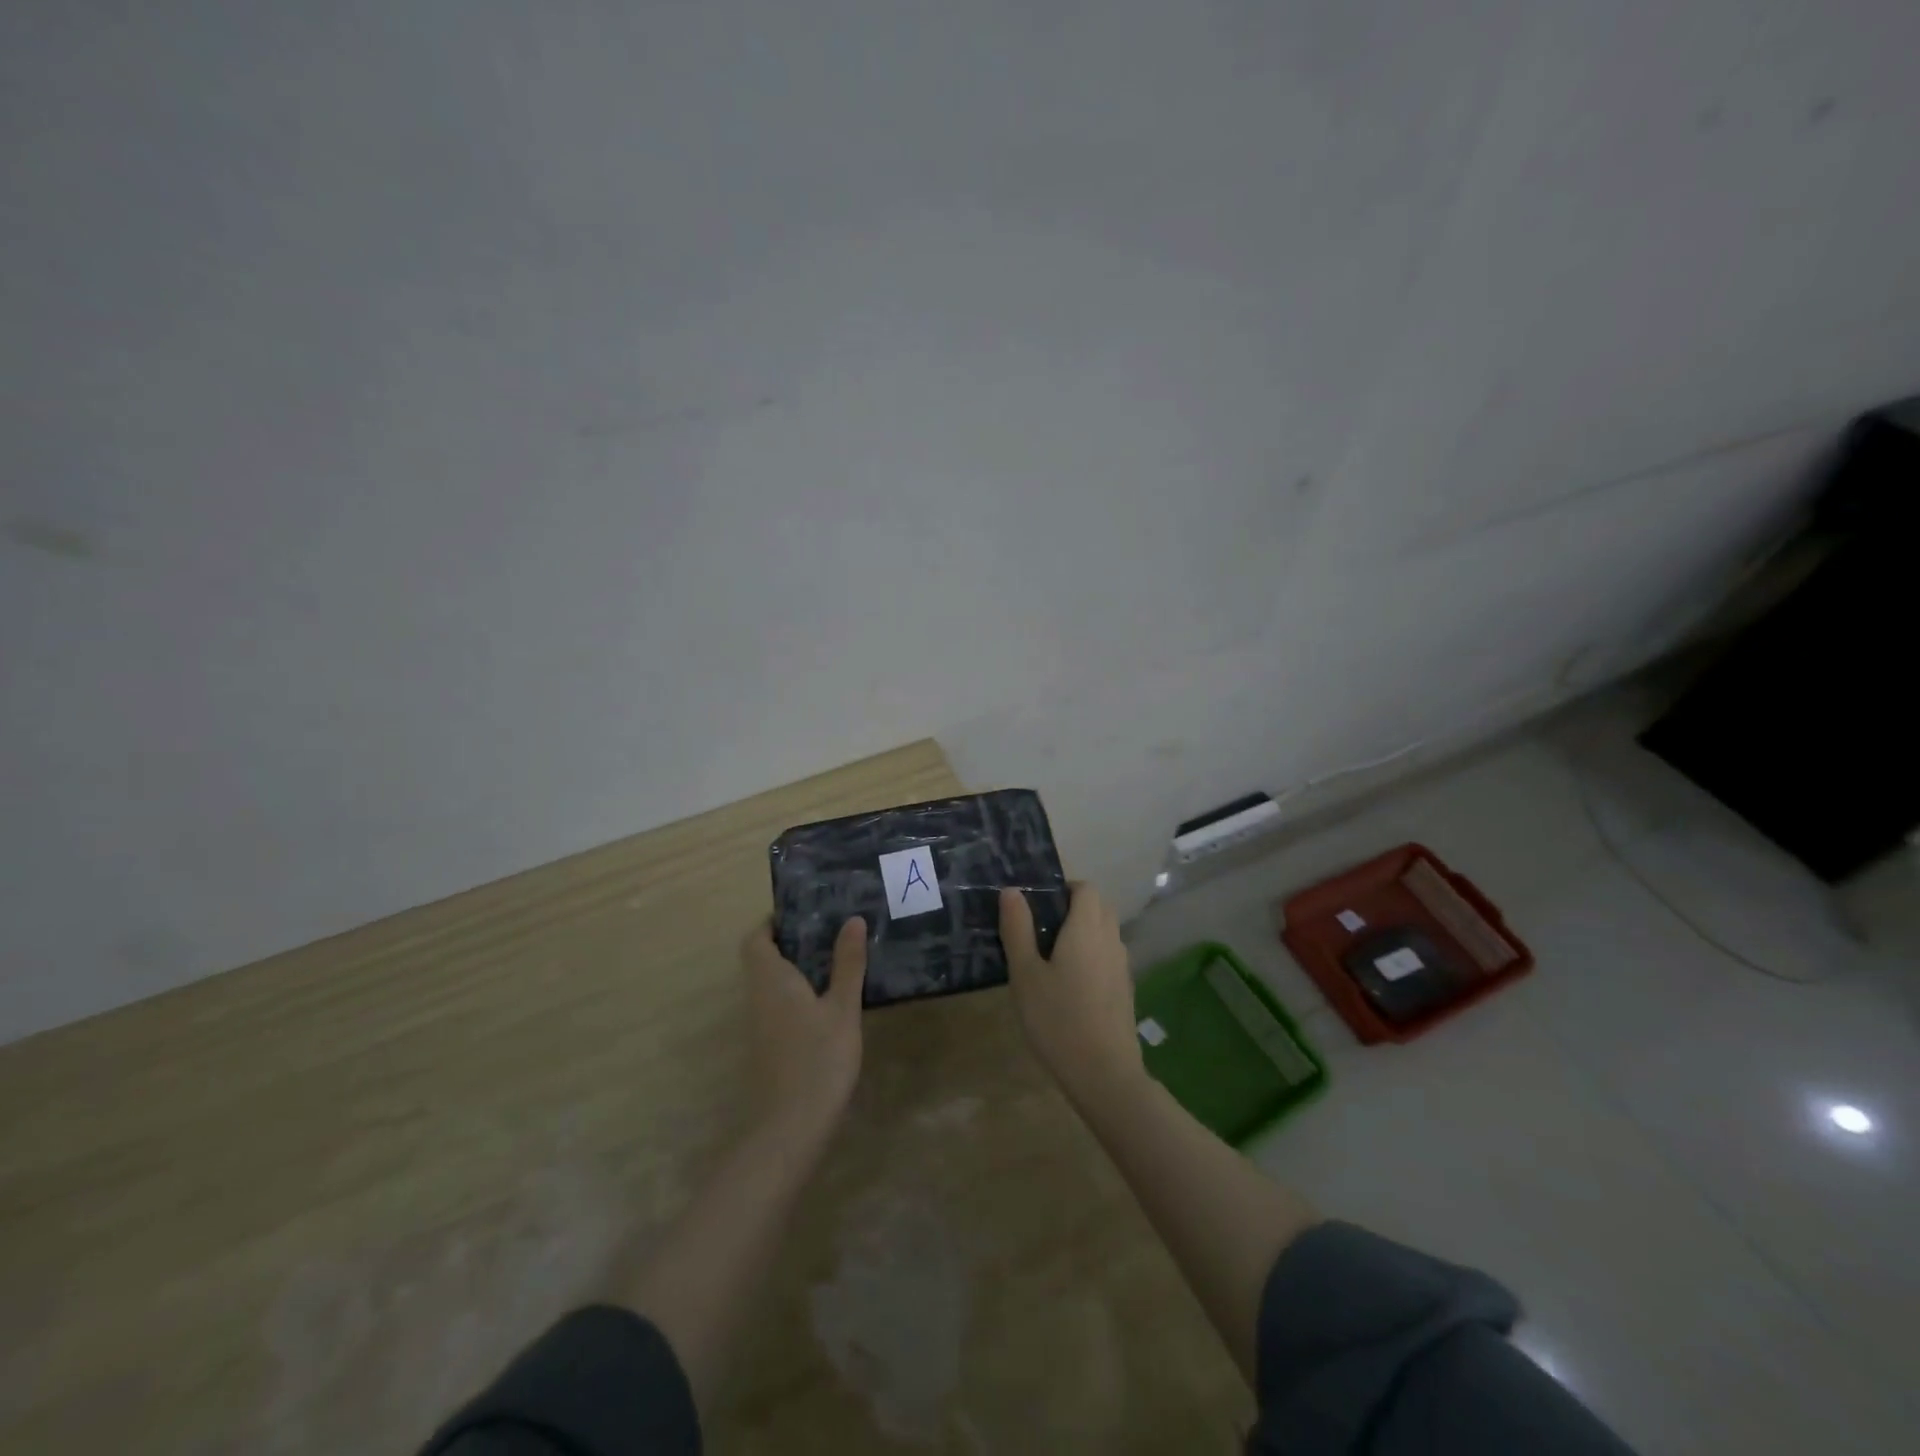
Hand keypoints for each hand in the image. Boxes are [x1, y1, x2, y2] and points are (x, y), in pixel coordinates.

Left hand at [740, 917, 867, 1138]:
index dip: (773, 922)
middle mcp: (759, 996)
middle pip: (763, 958)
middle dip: (792, 942)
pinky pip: (779, 1004)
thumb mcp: (842, 1007)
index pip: (756, 938)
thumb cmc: (818, 1058)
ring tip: (837, 957)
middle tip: (831, 930)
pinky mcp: (769, 1045)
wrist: (791, 1127)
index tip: (804, 912)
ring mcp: (761, 1024)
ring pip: (771, 982)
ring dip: (797, 967)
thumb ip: (847, 963)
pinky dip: (799, 992)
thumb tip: (852, 919)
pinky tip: (830, 1000)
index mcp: (771, 979)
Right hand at [999, 885, 1143, 1101]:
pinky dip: (1092, 954)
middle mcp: (1110, 939)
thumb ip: (1018, 929)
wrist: (1104, 1073)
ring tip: (1050, 955)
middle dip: (1073, 906)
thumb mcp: (1025, 974)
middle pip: (1099, 906)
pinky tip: (1069, 983)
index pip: (1085, 888)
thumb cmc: (1057, 1018)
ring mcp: (1122, 965)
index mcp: (1087, 928)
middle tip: (1040, 927)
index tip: (1037, 904)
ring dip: (1084, 931)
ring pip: (1106, 932)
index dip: (1063, 888)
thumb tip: (1012, 891)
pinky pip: (1108, 955)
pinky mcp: (1124, 989)